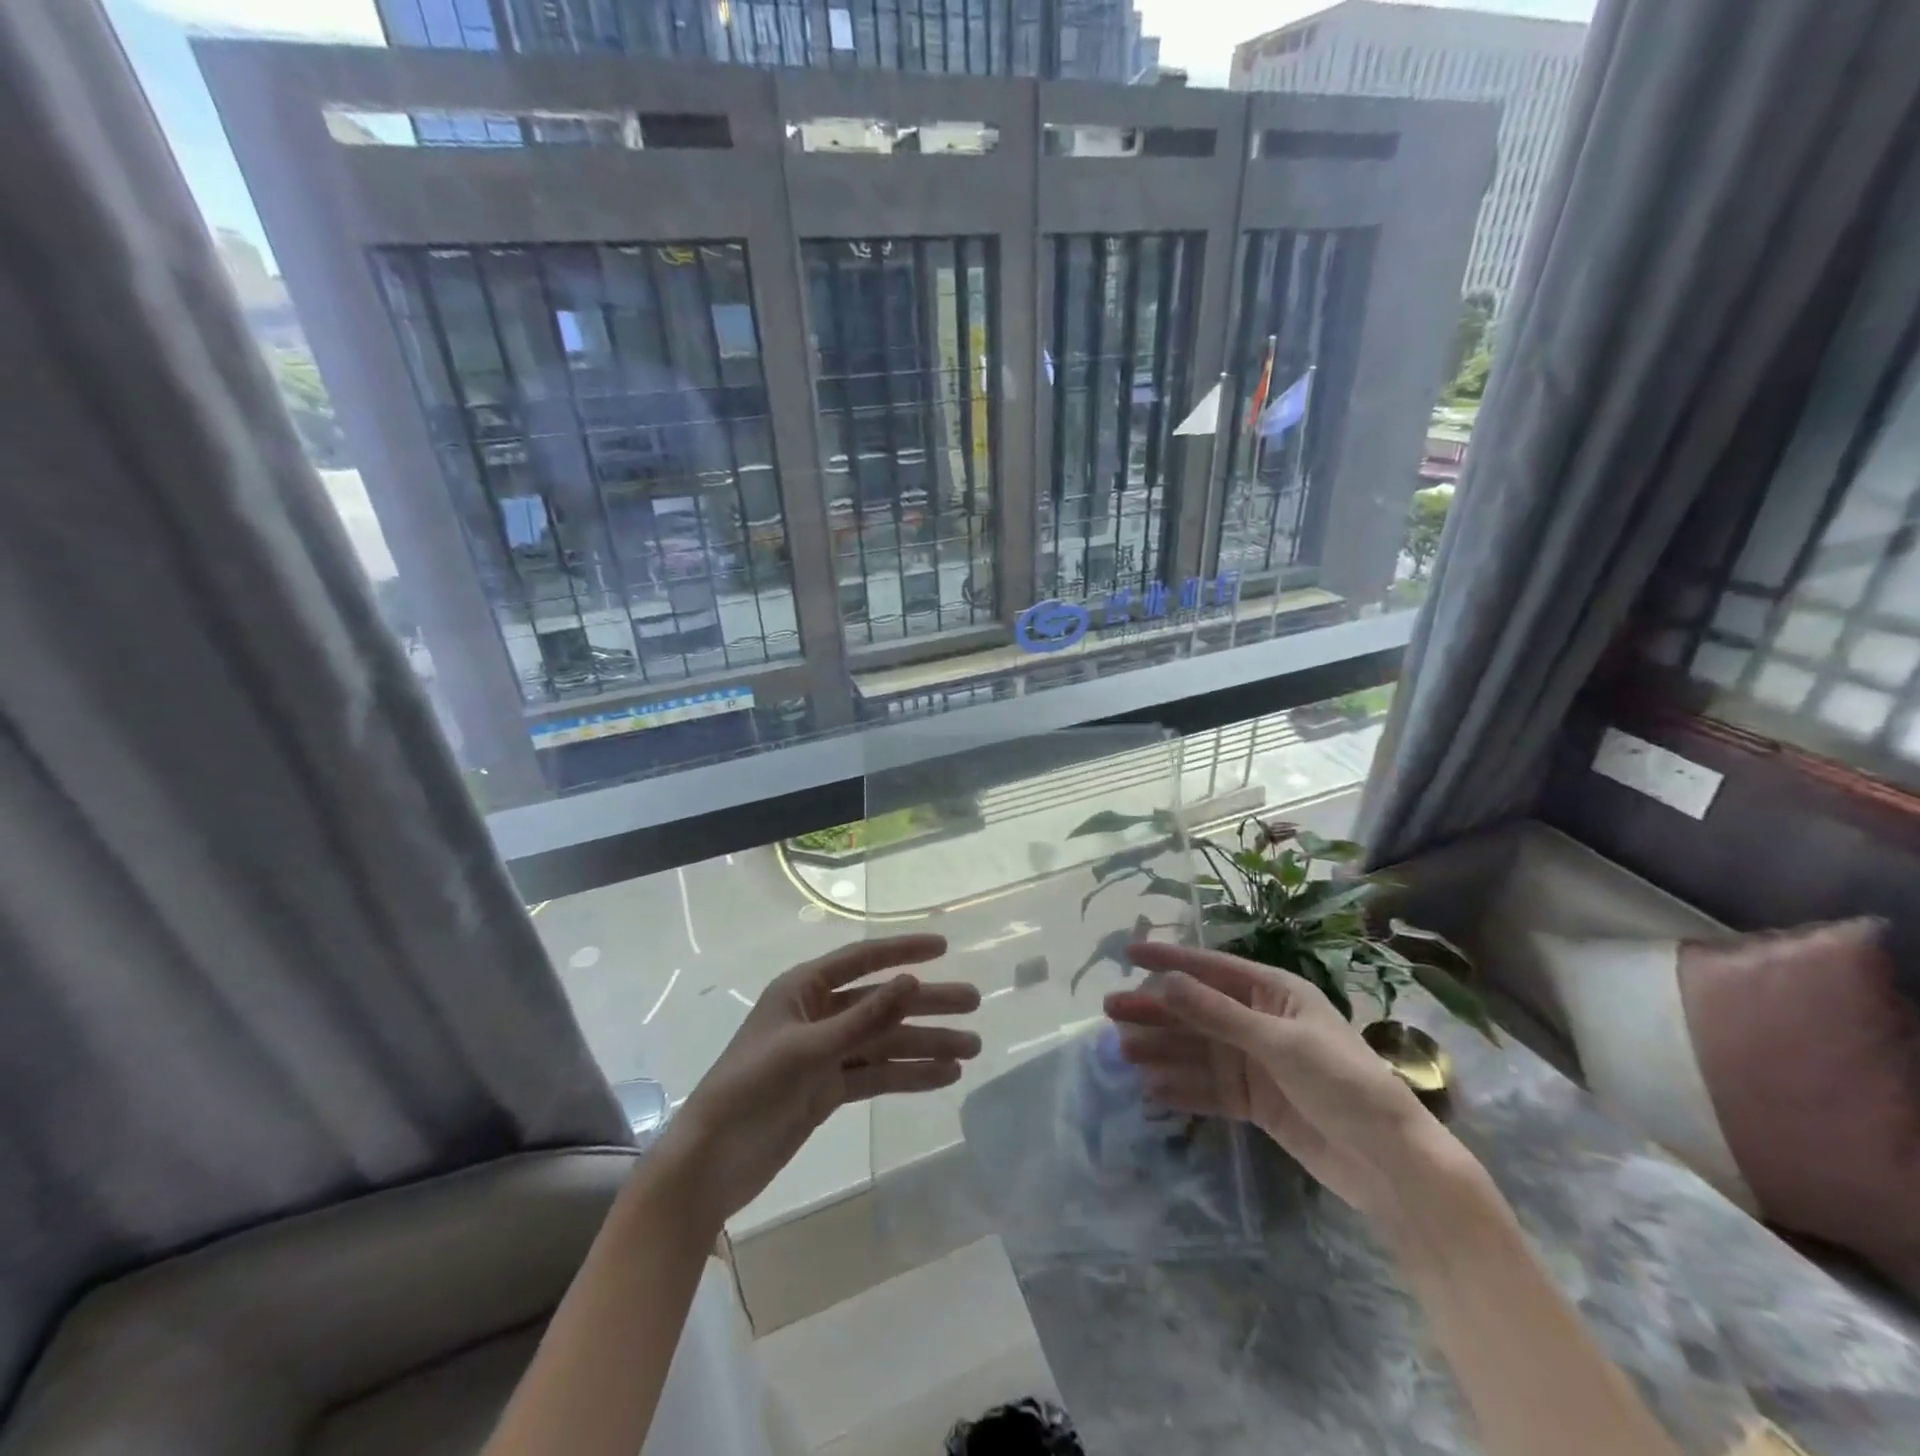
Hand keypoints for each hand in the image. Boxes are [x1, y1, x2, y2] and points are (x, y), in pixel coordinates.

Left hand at [658, 935, 979, 1229]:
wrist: (710, 1165)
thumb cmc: (749, 1090)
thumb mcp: (808, 1050)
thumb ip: (863, 1018)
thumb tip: (912, 981)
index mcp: (802, 990)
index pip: (861, 959)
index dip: (903, 950)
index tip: (943, 947)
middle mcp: (817, 1015)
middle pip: (881, 1002)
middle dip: (927, 1004)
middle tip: (973, 1004)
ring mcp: (824, 1053)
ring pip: (884, 1042)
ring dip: (925, 1044)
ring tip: (971, 1049)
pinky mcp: (827, 1089)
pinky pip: (876, 1075)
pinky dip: (907, 1075)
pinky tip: (943, 1076)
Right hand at [1104, 942, 1451, 1218]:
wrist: (1391, 1166)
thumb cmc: (1343, 1084)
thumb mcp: (1279, 1042)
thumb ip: (1218, 1013)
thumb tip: (1164, 981)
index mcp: (1273, 993)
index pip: (1210, 968)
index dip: (1168, 959)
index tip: (1127, 953)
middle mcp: (1259, 1022)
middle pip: (1196, 1010)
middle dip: (1155, 1010)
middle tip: (1110, 1010)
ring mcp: (1255, 1063)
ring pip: (1196, 1049)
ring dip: (1161, 1049)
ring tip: (1122, 1051)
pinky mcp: (1255, 1102)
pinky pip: (1208, 1088)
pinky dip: (1180, 1087)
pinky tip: (1150, 1089)